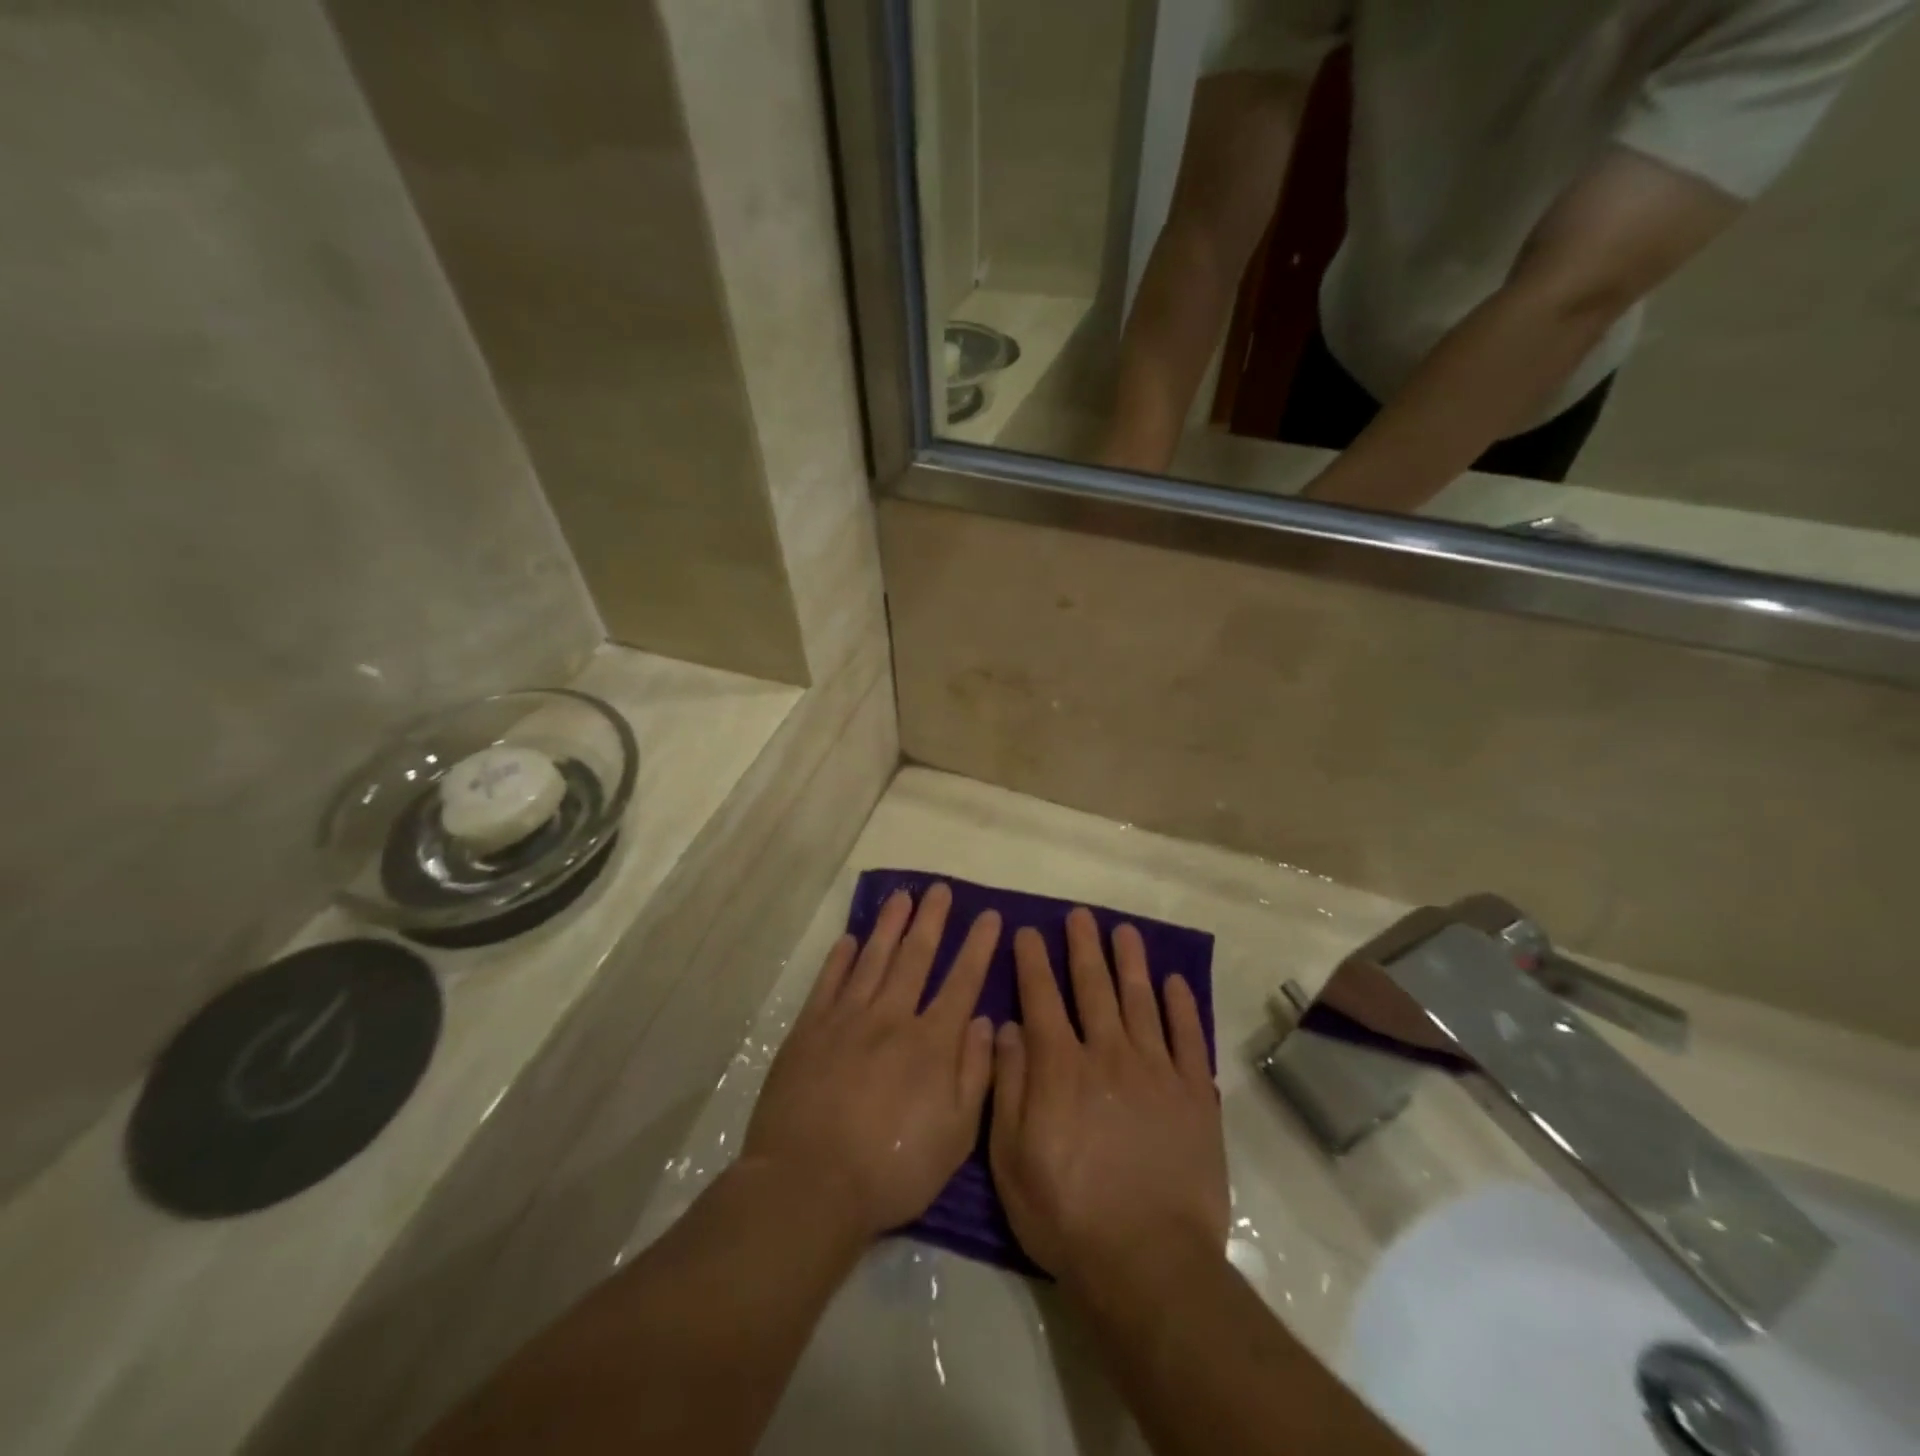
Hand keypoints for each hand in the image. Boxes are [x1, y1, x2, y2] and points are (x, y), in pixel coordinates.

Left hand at [742, 884, 999, 1242]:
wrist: (808, 1184)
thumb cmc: (891, 1169)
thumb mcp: (955, 1136)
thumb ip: (975, 1074)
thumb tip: (987, 1022)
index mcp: (930, 1043)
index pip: (962, 982)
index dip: (977, 947)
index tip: (988, 916)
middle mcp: (891, 1018)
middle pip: (915, 957)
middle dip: (932, 920)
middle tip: (940, 888)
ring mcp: (846, 1020)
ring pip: (873, 959)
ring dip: (889, 926)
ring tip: (901, 897)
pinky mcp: (808, 1031)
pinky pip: (828, 983)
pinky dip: (840, 959)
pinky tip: (849, 939)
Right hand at [989, 909, 1227, 1286]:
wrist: (1148, 1262)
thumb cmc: (1067, 1213)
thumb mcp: (1011, 1158)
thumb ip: (1008, 1086)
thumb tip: (1007, 1027)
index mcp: (1059, 1067)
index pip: (1041, 998)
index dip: (1032, 961)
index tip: (1027, 931)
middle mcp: (1106, 1053)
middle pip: (1093, 987)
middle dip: (1082, 947)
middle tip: (1080, 915)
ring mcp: (1154, 1070)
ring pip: (1140, 1000)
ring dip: (1130, 962)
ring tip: (1124, 931)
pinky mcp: (1193, 1094)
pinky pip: (1186, 1037)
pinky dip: (1181, 1006)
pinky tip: (1174, 982)